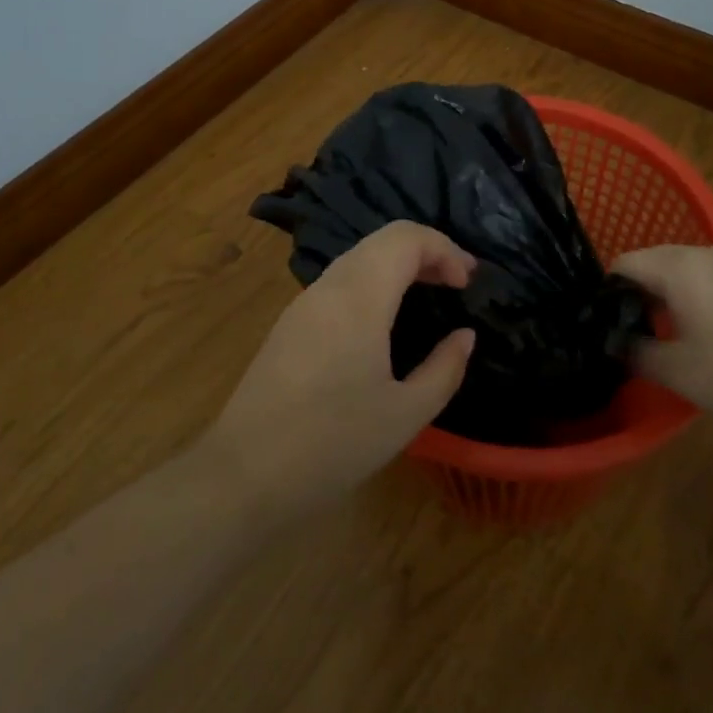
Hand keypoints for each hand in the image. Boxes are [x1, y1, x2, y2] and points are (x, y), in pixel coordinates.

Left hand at [202, 222, 477, 519]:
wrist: (244, 475)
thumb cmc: (333, 444)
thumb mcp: (404, 415)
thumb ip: (444, 368)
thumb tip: (464, 335)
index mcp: (359, 297)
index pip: (406, 238)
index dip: (445, 248)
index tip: (468, 283)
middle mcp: (329, 286)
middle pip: (383, 239)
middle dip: (426, 250)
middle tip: (457, 282)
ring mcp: (304, 302)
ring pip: (360, 256)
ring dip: (399, 263)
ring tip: (429, 293)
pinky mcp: (290, 322)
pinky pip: (341, 279)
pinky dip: (375, 279)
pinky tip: (386, 317)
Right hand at [614, 236, 712, 447]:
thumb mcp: (681, 373)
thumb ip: (636, 351)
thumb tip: (612, 340)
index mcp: (681, 266)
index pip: (625, 263)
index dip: (609, 292)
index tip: (606, 325)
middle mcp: (709, 250)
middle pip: (657, 259)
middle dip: (640, 291)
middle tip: (635, 333)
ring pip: (689, 264)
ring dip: (674, 289)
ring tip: (673, 330)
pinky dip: (706, 286)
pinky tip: (711, 317)